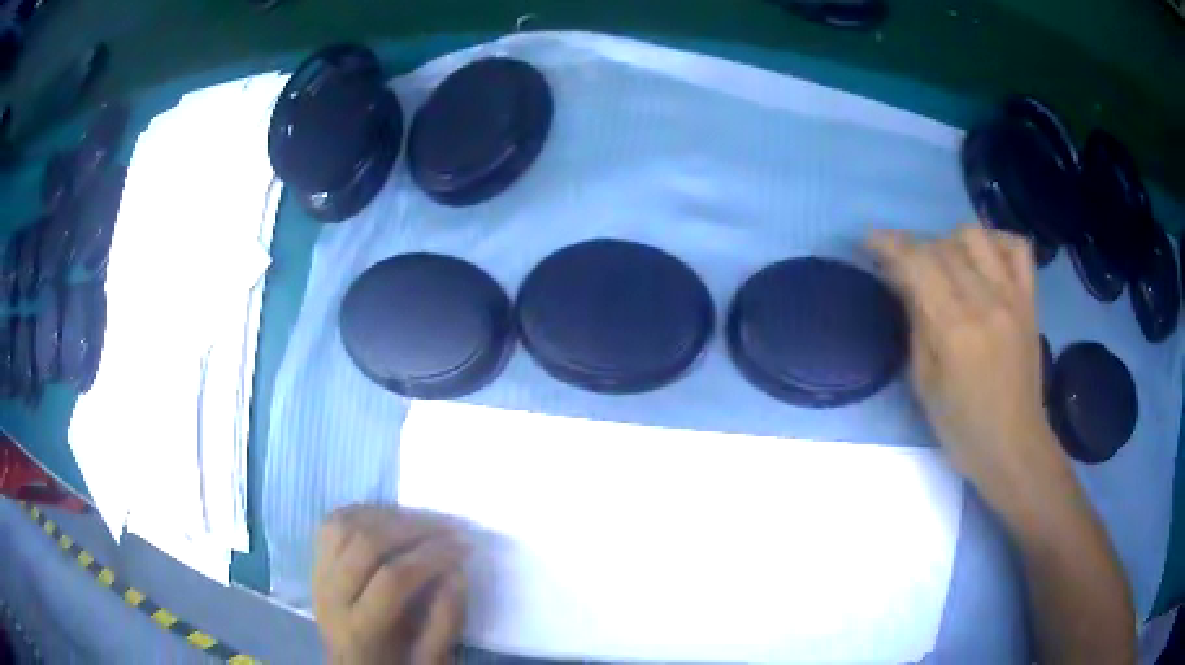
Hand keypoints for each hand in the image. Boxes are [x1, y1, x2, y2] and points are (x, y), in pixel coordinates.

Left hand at [313, 505, 468, 664]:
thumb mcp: (430, 660)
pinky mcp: (316, 563)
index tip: (465, 547)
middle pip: (365, 544)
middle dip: (414, 528)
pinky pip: (332, 523)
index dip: (431, 557)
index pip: (393, 580)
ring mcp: (318, 576)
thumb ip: (445, 621)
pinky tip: (391, 517)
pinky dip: (362, 511)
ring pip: (344, 525)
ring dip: (387, 515)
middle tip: (450, 527)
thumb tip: (457, 570)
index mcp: (359, 630)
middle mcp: (330, 597)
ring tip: (424, 520)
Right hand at [867, 225, 1067, 506]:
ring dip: (951, 242)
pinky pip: (1017, 248)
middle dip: (915, 248)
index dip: (889, 245)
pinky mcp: (1030, 301)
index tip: (870, 240)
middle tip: (904, 267)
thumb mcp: (924, 384)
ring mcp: (1012, 297)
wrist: (1014, 446)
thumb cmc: (962, 428)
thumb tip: (902, 282)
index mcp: (955, 328)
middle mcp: (986, 301)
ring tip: (946, 264)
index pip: (918, 264)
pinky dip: (997, 242)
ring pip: (976, 237)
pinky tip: (985, 259)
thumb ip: (916, 325)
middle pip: (943, 246)